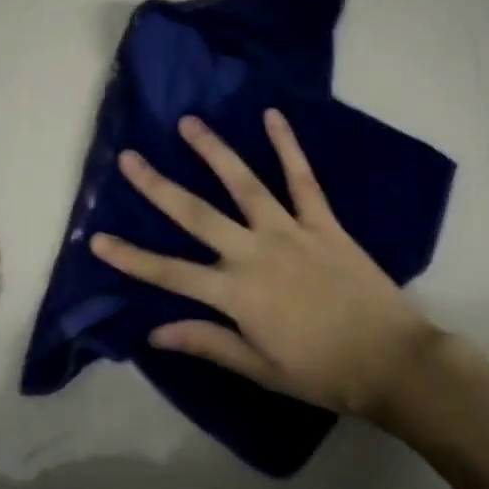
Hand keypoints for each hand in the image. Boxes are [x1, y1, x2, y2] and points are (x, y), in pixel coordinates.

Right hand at [90, 109, 436, 418]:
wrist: (391, 361)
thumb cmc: (323, 372)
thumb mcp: (260, 369)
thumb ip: (208, 342)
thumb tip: (154, 331)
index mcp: (237, 294)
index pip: (170, 273)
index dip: (132, 257)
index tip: (97, 237)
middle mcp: (255, 253)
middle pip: (196, 215)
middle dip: (158, 187)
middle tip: (130, 157)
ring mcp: (290, 231)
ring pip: (244, 184)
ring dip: (214, 151)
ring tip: (188, 123)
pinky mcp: (323, 221)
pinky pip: (303, 178)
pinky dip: (288, 145)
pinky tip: (273, 115)